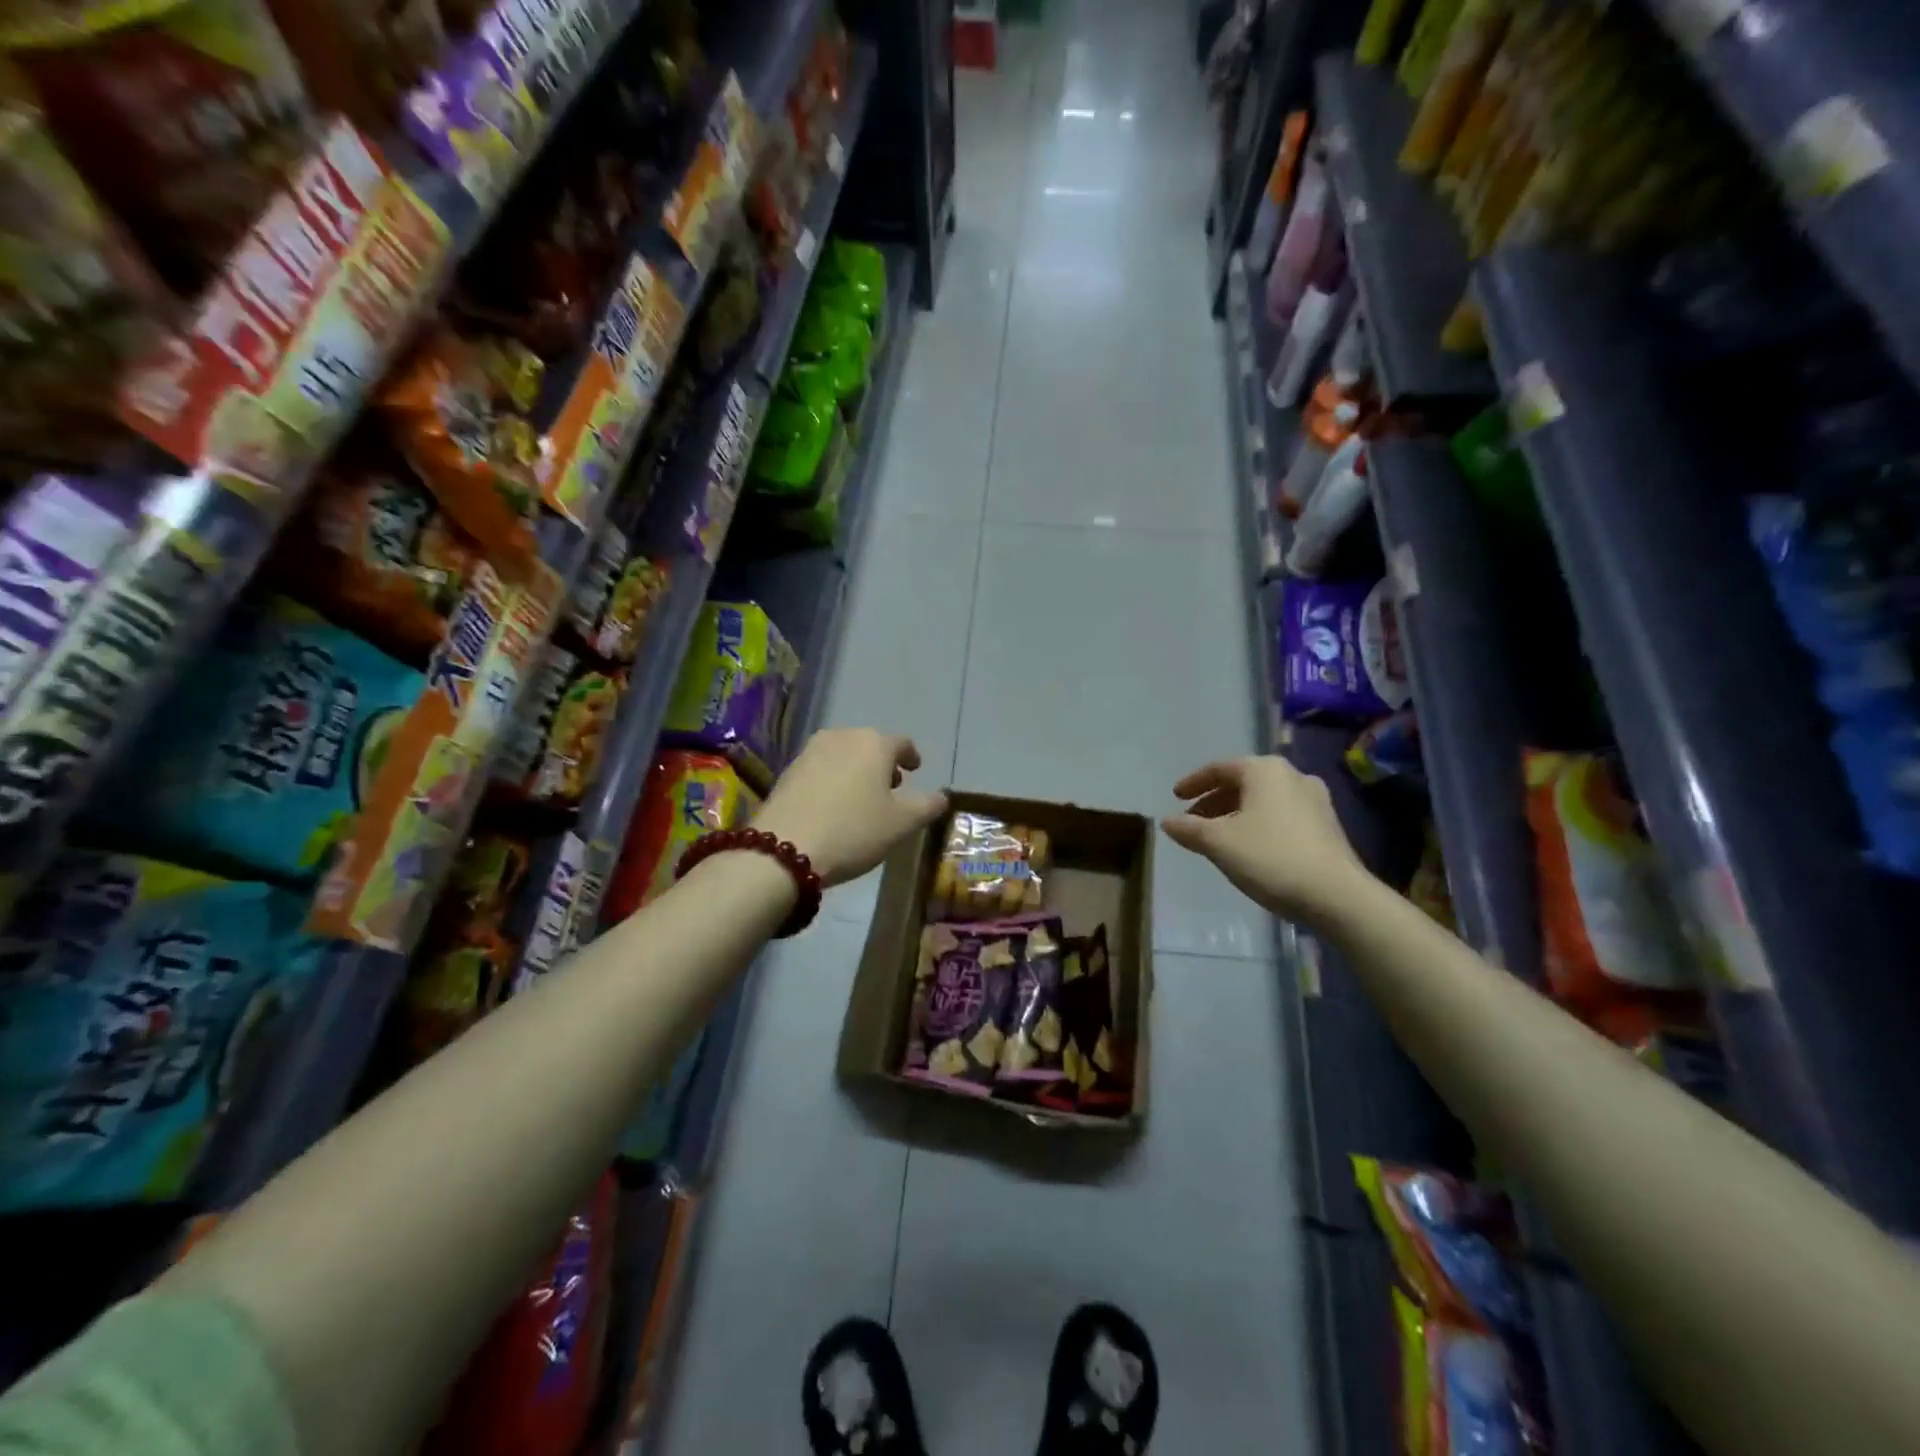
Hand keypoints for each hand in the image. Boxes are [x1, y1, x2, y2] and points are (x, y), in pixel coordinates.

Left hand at [755, 728, 948, 886]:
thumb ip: (927, 806)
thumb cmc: (853, 831)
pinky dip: (833, 780)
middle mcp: (842, 737)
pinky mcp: (788, 771)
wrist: (783, 849)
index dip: (912, 757)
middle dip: (883, 764)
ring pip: (843, 755)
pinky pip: (821, 769)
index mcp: (874, 743)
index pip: (902, 743)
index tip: (916, 770)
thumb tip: (942, 796)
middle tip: (891, 788)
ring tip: (861, 798)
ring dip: (856, 771)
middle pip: (870, 745)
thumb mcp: (901, 824)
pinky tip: (833, 805)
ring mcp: (810, 751)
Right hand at [1161, 756, 1372, 924]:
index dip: (1193, 782)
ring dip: (1236, 814)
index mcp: (1265, 770)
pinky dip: (1258, 824)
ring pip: (1263, 800)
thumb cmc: (1271, 857)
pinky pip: (1281, 815)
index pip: (1219, 767)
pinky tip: (1249, 848)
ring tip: (1217, 837)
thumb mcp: (1218, 843)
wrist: (1337, 896)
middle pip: (1243, 782)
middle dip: (1214, 801)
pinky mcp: (1327, 825)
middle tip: (1193, 821)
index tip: (1175, 797)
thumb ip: (1189, 829)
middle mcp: (1292, 775)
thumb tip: (1168, 822)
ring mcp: (1315, 800)